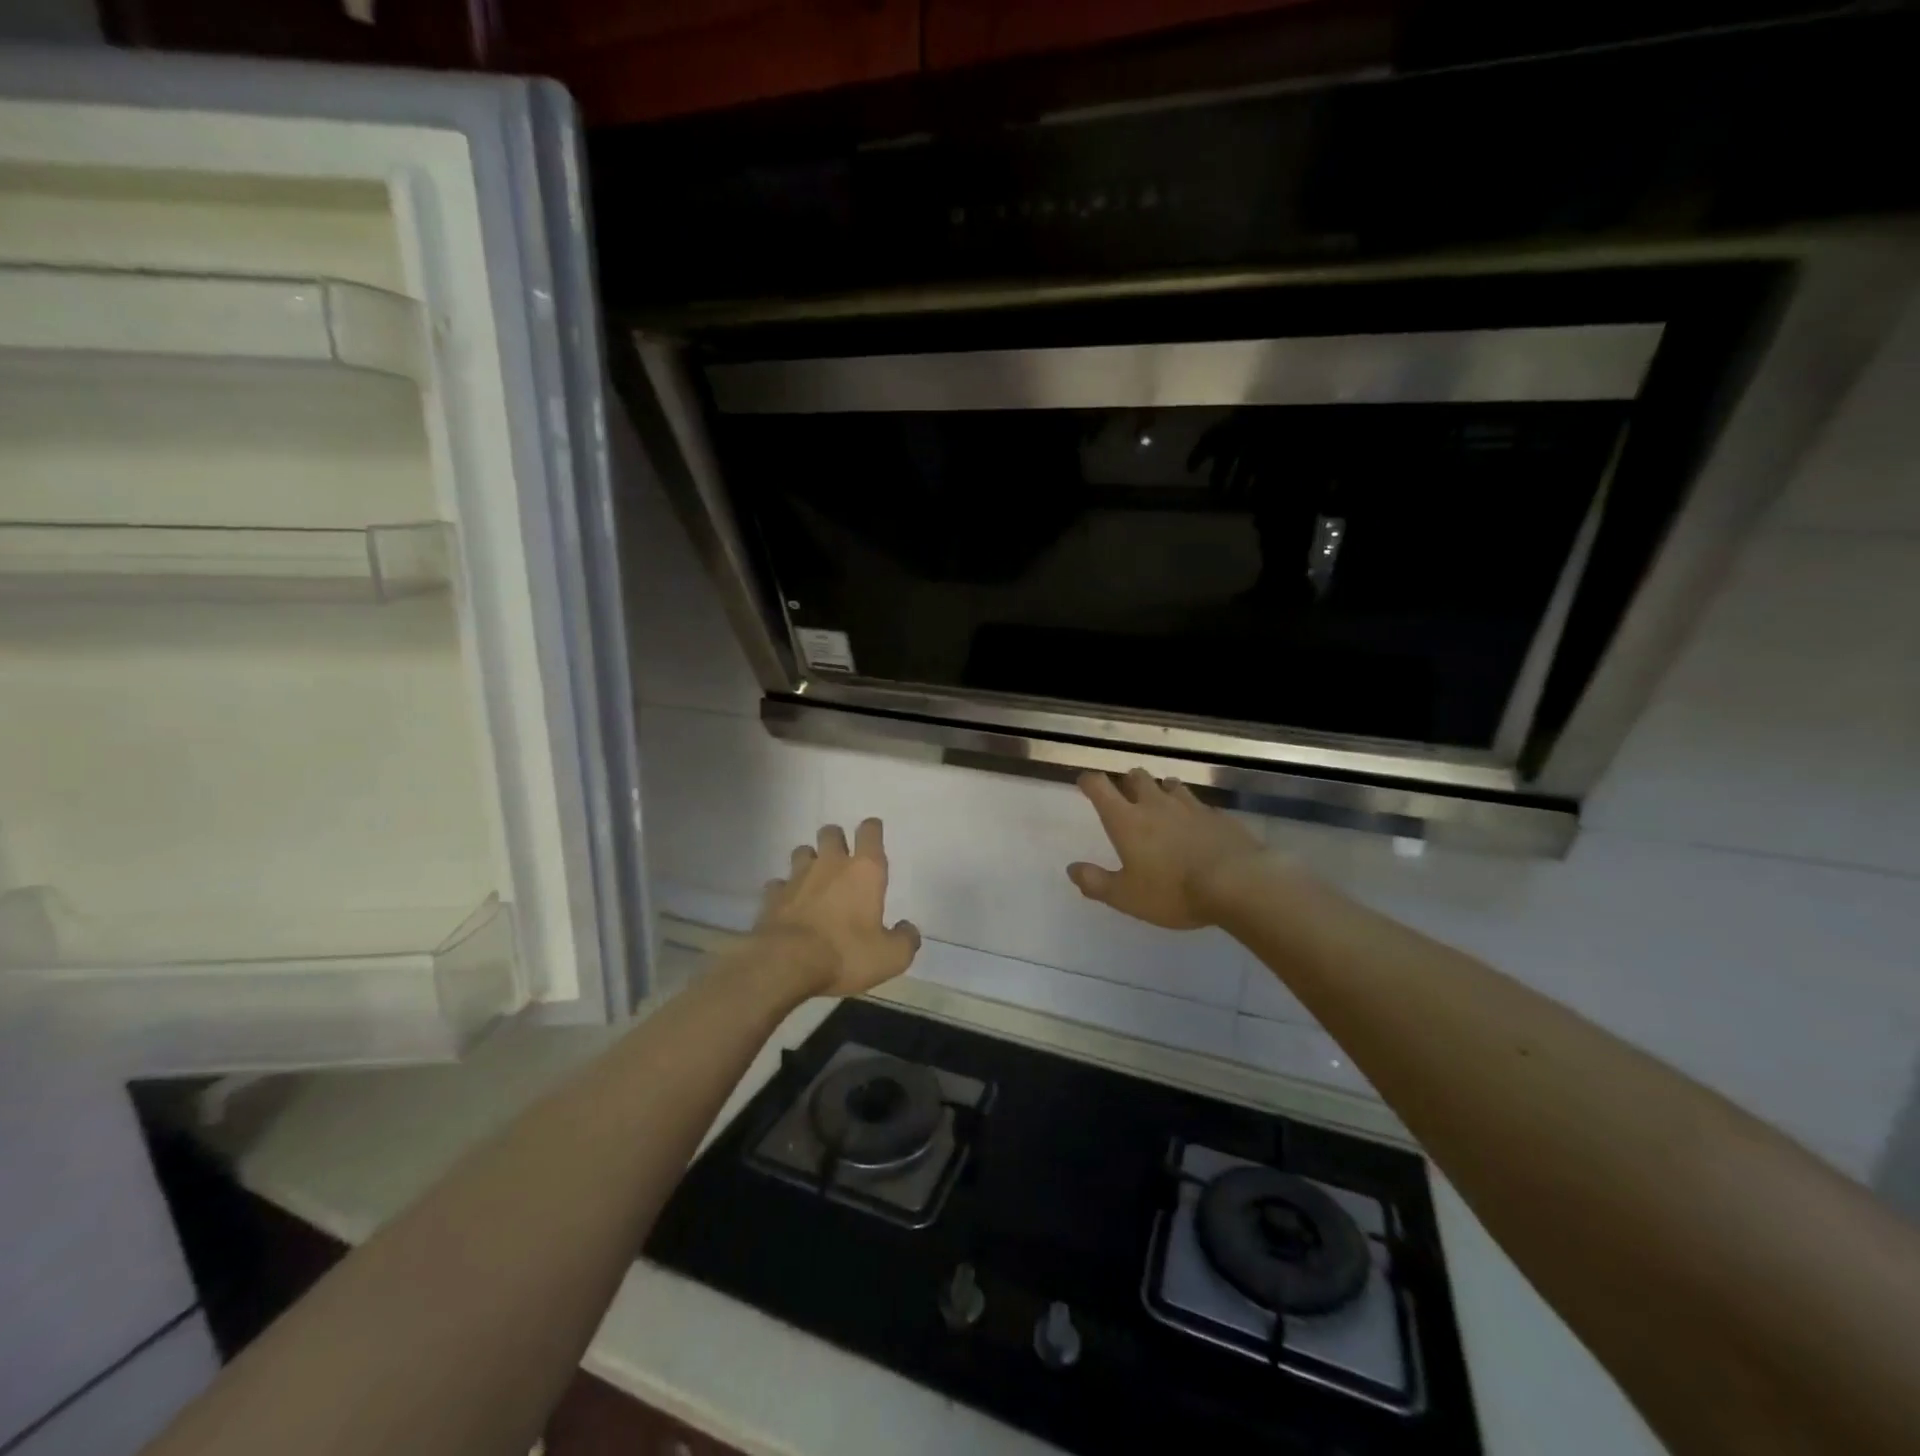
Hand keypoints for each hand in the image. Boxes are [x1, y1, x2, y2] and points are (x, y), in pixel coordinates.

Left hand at [754, 819, 921, 996]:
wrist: (787, 964)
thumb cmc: (846, 954)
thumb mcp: (890, 957)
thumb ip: (905, 940)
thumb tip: (908, 930)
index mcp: (865, 871)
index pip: (870, 833)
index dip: (872, 829)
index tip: (873, 831)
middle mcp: (830, 864)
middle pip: (831, 833)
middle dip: (837, 839)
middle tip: (842, 856)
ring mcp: (797, 877)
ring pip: (802, 852)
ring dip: (809, 859)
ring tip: (814, 877)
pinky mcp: (772, 896)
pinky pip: (778, 884)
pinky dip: (783, 890)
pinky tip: (787, 903)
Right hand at [1067, 768, 1266, 929]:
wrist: (1237, 884)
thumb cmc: (1173, 891)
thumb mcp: (1126, 896)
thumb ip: (1096, 882)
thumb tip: (1072, 869)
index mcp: (1126, 820)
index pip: (1100, 786)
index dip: (1089, 781)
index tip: (1085, 783)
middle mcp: (1155, 804)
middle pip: (1137, 778)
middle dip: (1128, 781)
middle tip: (1126, 794)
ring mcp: (1190, 806)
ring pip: (1170, 785)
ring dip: (1161, 790)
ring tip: (1162, 802)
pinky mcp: (1218, 816)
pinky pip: (1199, 805)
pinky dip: (1191, 810)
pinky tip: (1197, 824)